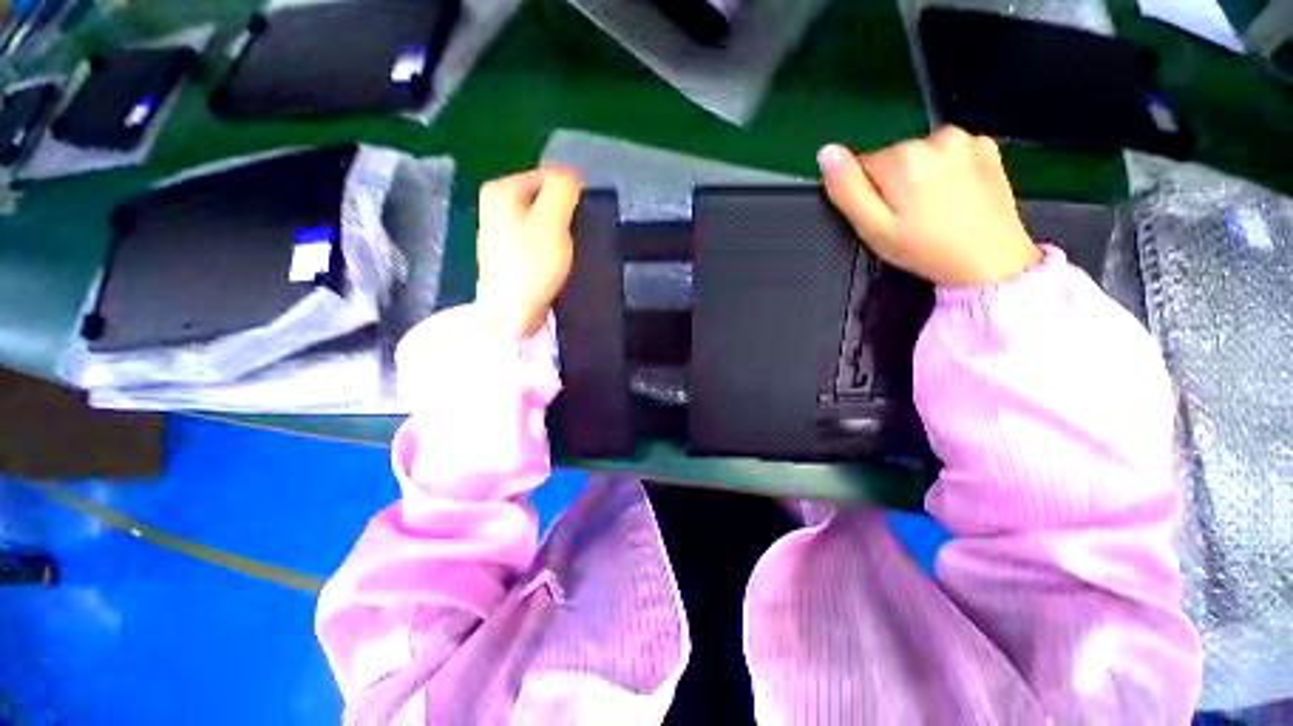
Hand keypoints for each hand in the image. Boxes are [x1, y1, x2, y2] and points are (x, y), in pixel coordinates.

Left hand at [475, 167, 581, 339]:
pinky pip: (538, 240)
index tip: (577, 225)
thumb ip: (563, 190)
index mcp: (502, 189)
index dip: (570, 198)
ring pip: (543, 220)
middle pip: (545, 198)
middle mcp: (496, 204)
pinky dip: (550, 249)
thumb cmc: (531, 267)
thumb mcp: (551, 222)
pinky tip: (553, 266)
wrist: (509, 315)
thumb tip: (570, 178)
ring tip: (563, 256)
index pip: (550, 176)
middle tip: (570, 242)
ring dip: (558, 235)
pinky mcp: (510, 253)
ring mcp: (501, 230)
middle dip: (563, 217)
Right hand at [817, 126, 1040, 287]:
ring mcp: (965, 139)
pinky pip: (949, 153)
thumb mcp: (873, 228)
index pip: (862, 166)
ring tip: (932, 208)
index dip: (867, 194)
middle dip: (893, 184)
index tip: (884, 217)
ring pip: (920, 154)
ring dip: (919, 176)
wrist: (989, 262)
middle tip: (908, 218)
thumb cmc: (923, 249)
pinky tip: (955, 195)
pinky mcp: (986, 146)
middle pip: (893, 158)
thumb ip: (846, 189)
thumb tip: (826, 151)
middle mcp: (934, 137)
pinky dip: (947, 170)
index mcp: (902, 158)